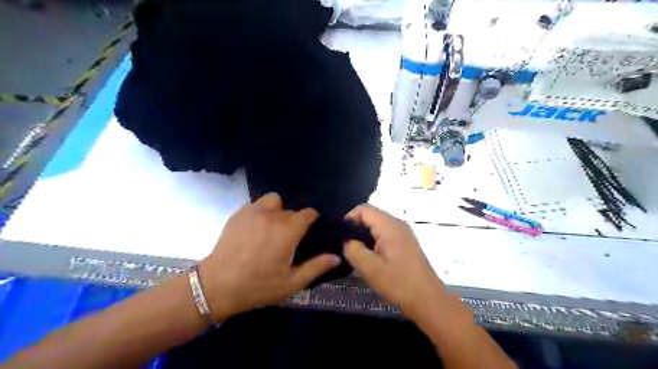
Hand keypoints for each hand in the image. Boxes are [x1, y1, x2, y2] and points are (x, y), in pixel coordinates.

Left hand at [198, 193, 341, 322]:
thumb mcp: (291, 282)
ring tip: (271, 228)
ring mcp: (253, 211)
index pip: (308, 213)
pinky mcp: (238, 214)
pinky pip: (256, 205)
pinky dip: (260, 212)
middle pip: (291, 210)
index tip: (310, 230)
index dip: (312, 220)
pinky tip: (255, 229)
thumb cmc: (258, 286)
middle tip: (288, 239)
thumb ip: (316, 267)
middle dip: (293, 221)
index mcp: (288, 230)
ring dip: (276, 211)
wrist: (217, 286)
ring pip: (273, 201)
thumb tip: (337, 256)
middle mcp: (272, 215)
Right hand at [345, 205, 447, 316]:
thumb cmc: (399, 284)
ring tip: (356, 252)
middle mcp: (398, 224)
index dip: (349, 218)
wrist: (428, 300)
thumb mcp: (371, 269)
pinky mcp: (406, 242)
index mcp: (390, 226)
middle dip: (356, 228)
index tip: (340, 236)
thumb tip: (346, 241)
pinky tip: (371, 257)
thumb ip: (354, 250)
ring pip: (377, 225)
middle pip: (371, 215)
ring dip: (365, 235)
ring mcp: (404, 232)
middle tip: (346, 246)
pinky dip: (374, 240)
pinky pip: (385, 233)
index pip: (364, 209)